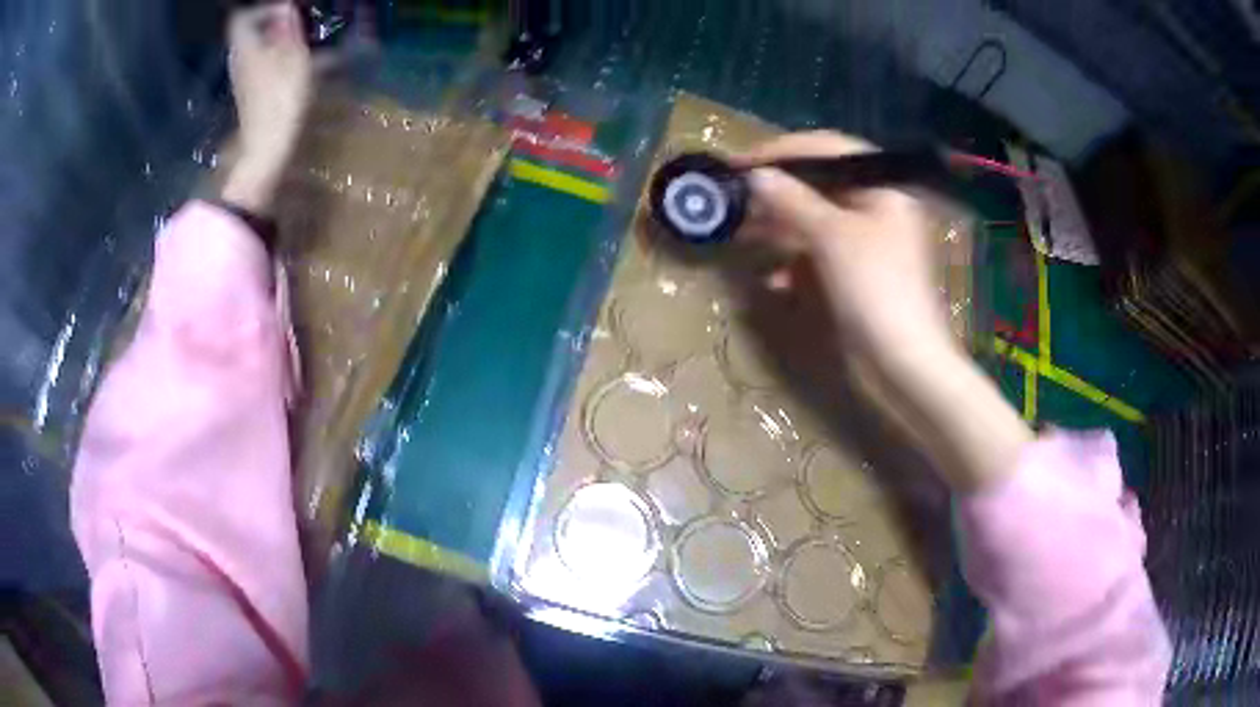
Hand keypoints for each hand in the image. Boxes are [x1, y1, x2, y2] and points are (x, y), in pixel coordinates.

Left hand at [222, 2, 312, 214]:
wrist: (266, 151)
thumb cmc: (280, 101)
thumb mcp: (293, 57)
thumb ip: (288, 29)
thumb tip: (286, 5)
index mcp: (245, 48)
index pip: (243, 18)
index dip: (263, 10)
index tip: (287, 9)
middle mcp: (239, 62)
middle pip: (251, 34)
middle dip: (274, 25)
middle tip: (299, 23)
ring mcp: (243, 82)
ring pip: (259, 50)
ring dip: (279, 43)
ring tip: (304, 44)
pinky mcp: (251, 97)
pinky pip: (263, 67)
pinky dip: (279, 61)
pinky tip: (298, 67)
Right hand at [731, 132, 953, 361]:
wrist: (904, 364)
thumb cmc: (876, 289)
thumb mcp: (833, 237)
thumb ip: (792, 200)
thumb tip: (755, 175)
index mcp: (884, 188)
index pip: (829, 150)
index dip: (783, 151)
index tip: (742, 163)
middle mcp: (878, 208)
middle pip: (822, 185)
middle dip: (779, 192)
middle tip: (737, 198)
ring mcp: (869, 243)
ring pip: (817, 221)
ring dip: (781, 227)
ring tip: (744, 234)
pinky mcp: (858, 274)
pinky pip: (821, 254)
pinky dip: (797, 261)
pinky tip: (775, 278)